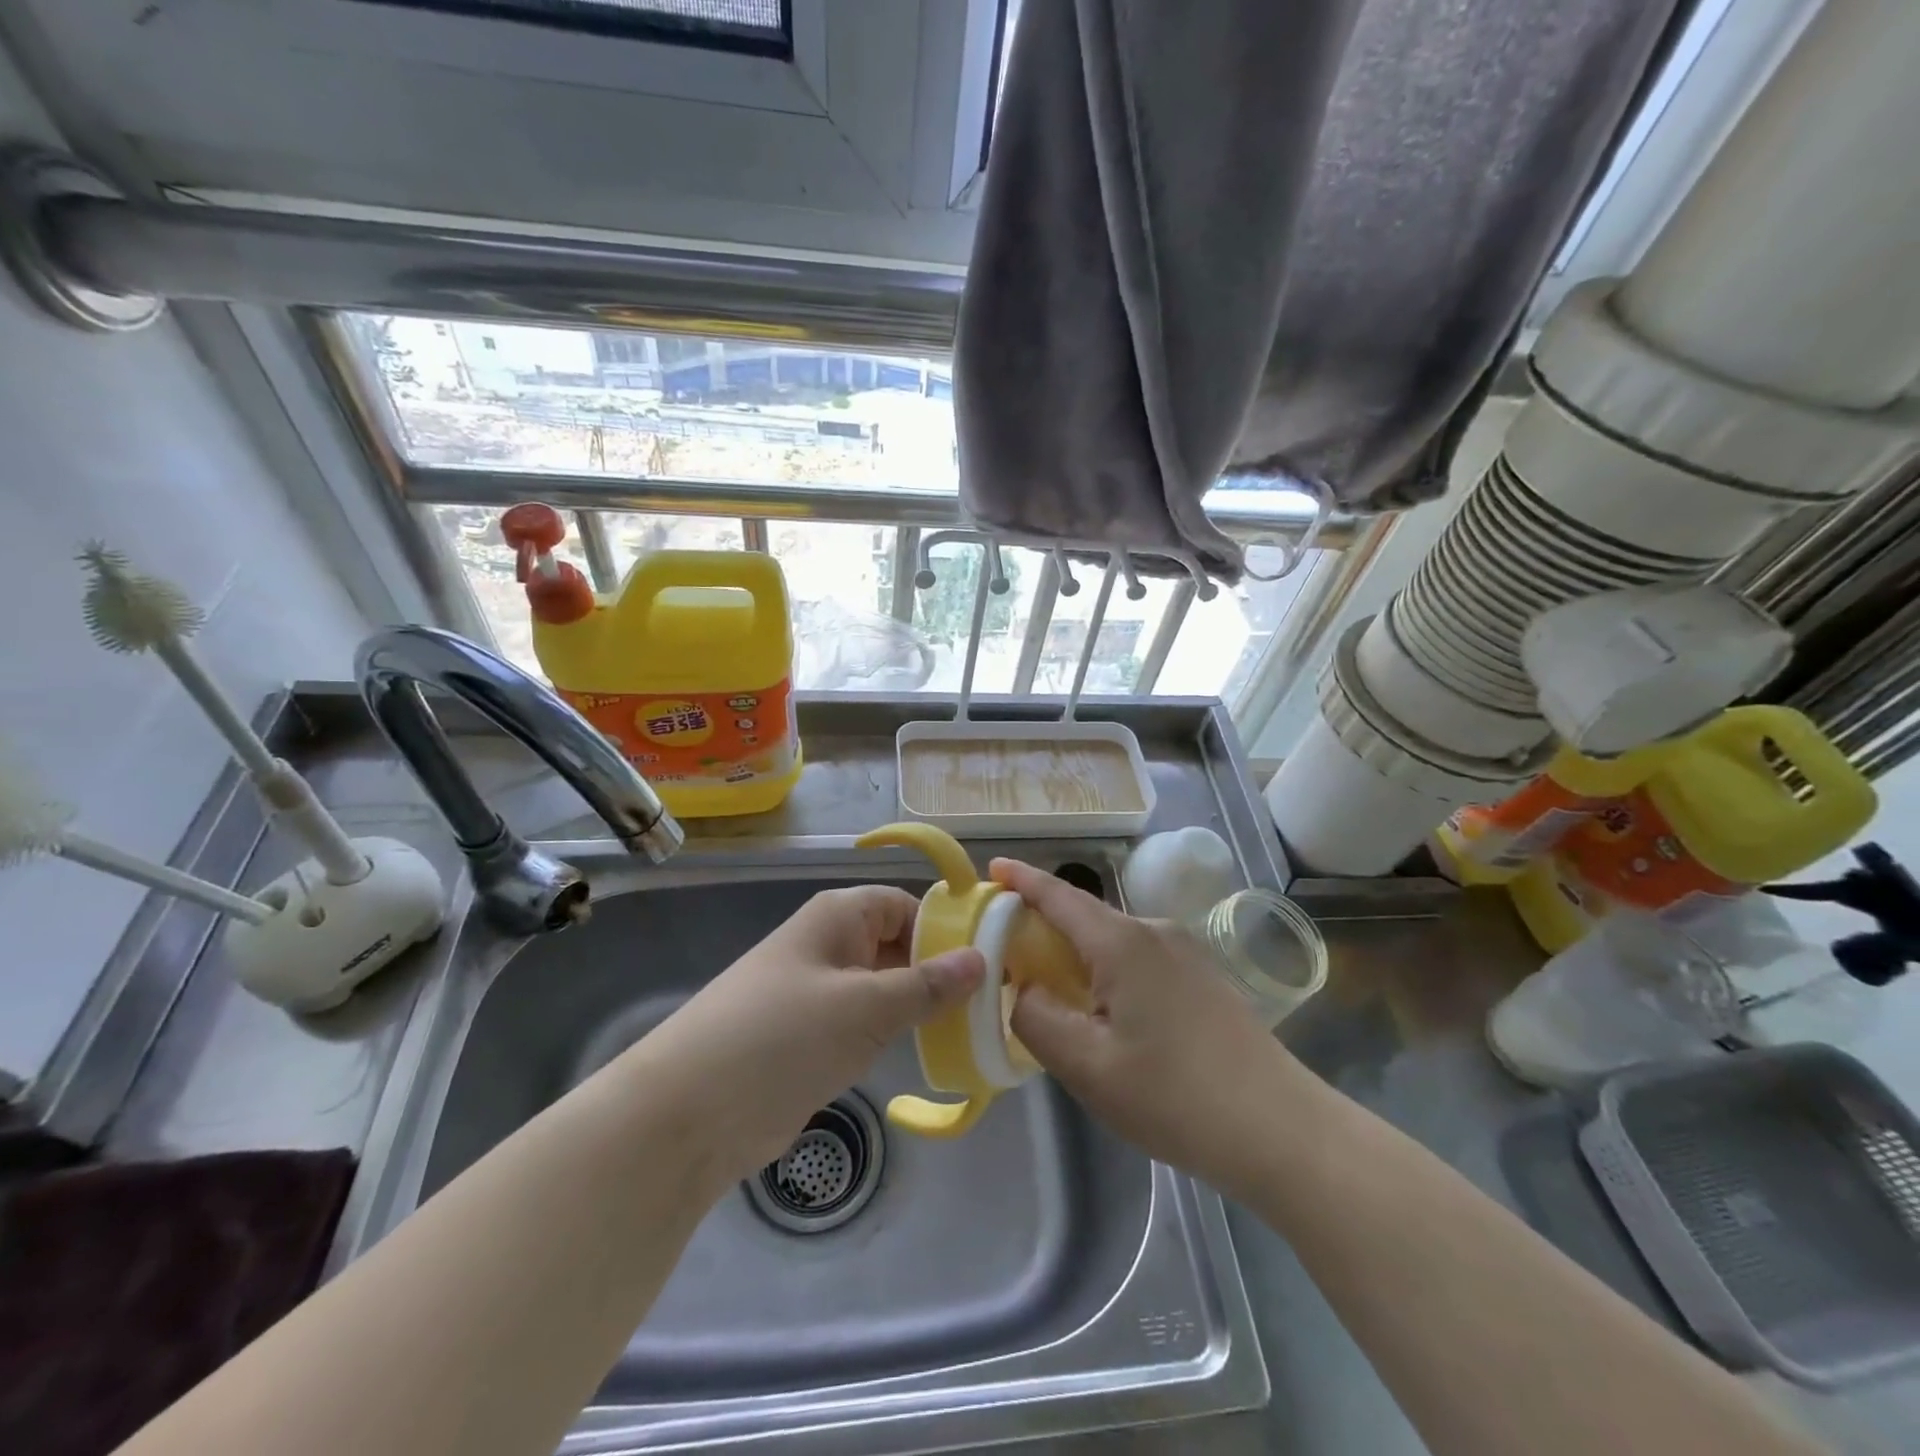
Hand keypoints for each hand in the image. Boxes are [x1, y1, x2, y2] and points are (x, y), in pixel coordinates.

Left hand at [635, 886, 982, 1184]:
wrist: (691, 1112)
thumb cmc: (785, 1036)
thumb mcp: (868, 1007)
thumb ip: (928, 985)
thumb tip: (981, 959)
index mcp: (838, 917)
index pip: (905, 905)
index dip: (946, 928)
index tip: (991, 961)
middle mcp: (828, 945)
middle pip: (896, 944)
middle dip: (938, 970)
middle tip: (990, 1002)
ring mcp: (817, 993)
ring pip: (881, 987)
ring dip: (918, 1005)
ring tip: (971, 1028)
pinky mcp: (809, 1038)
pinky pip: (862, 1023)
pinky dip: (892, 1034)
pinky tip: (926, 1052)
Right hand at [998, 859, 1310, 1197]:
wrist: (1281, 1130)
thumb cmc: (1176, 1097)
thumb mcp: (1087, 1067)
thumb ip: (1037, 1019)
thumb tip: (1026, 990)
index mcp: (1122, 943)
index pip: (1059, 896)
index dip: (1022, 880)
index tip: (992, 868)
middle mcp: (1155, 932)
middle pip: (1085, 916)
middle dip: (1044, 926)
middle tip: (1009, 955)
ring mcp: (1186, 952)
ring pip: (1113, 940)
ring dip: (1077, 954)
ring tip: (1054, 992)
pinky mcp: (1203, 977)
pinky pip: (1139, 959)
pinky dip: (1107, 970)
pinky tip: (1106, 1013)